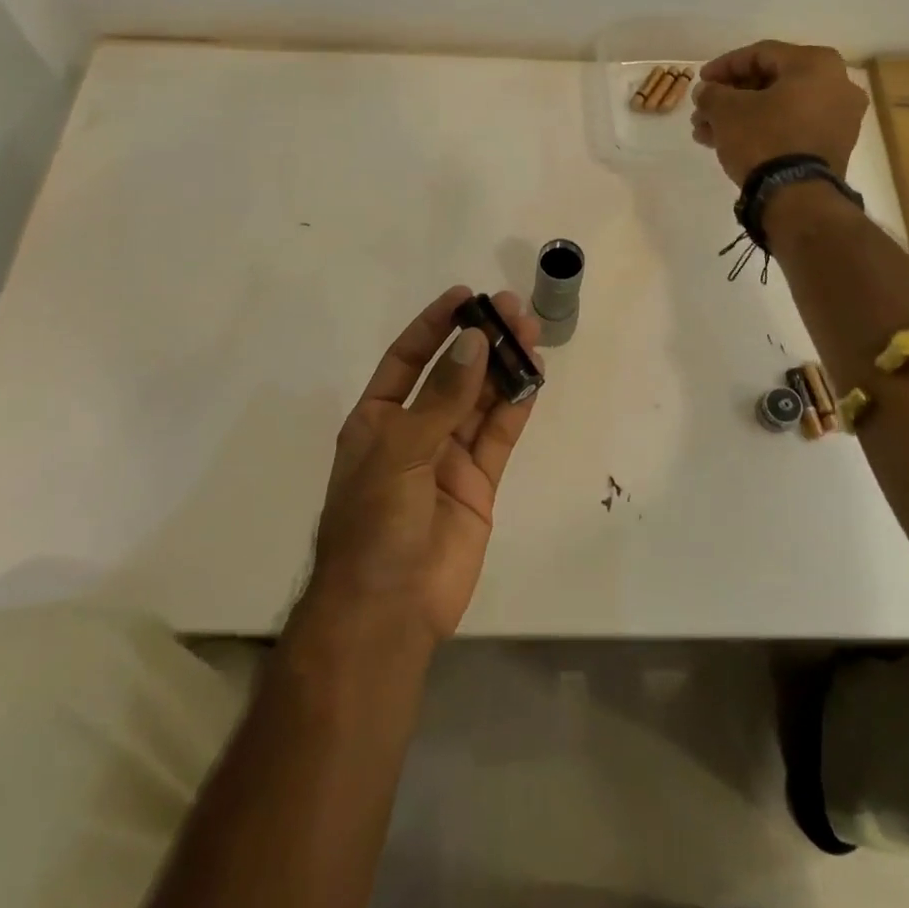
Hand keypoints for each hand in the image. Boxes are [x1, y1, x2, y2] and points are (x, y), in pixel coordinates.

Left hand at [310, 286, 539, 645]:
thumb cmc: (374, 524)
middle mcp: (414, 431)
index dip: (434, 325)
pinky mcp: (479, 484)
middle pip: (453, 374)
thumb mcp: (399, 450)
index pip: (408, 358)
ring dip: (504, 368)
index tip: (466, 296)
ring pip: (481, 401)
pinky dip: (516, 407)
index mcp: (378, 420)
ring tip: (530, 332)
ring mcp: (448, 458)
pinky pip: (499, 436)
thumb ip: (441, 397)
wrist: (387, 611)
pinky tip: (533, 378)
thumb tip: (475, 341)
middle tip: (512, 308)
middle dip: (480, 341)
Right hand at [690, 40, 868, 184]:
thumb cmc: (763, 139)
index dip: (723, 67)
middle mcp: (837, 84)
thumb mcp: (726, 111)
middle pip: (770, 82)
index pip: (760, 54)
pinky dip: (763, 130)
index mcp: (816, 63)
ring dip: (741, 117)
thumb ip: (712, 93)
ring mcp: (840, 118)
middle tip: (703, 111)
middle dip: (731, 98)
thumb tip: (707, 91)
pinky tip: (730, 144)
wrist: (797, 197)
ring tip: (707, 133)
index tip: (700, 82)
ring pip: (779, 108)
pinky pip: (792, 128)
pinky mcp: (834, 147)